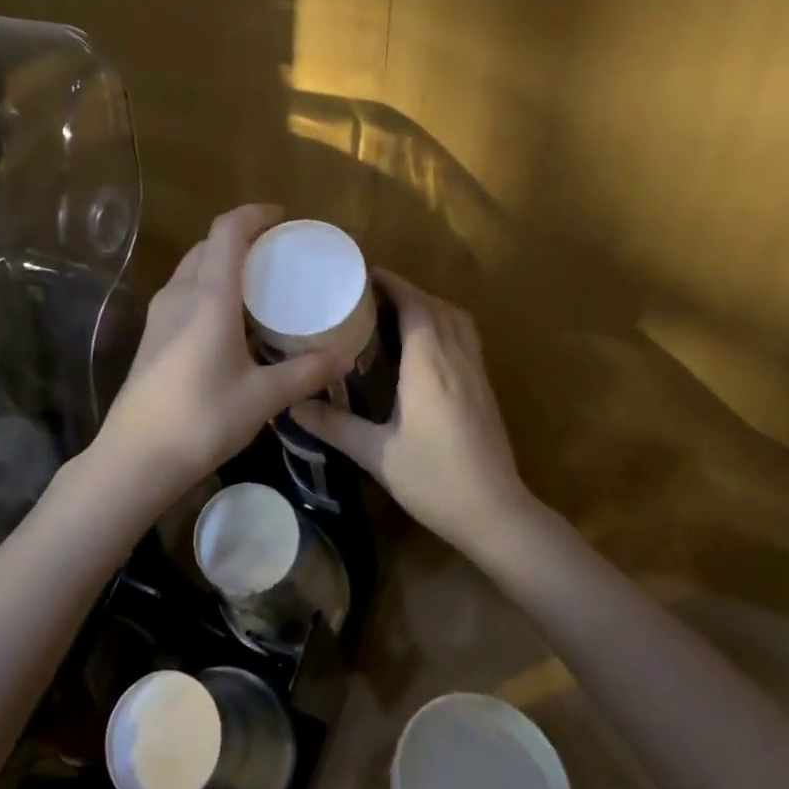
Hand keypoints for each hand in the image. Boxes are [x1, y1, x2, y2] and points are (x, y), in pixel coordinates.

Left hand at [90, 204, 348, 501]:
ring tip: (258, 283)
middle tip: (278, 253)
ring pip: (193, 268)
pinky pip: (184, 291)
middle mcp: (181, 294)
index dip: (254, 214)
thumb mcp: (263, 397)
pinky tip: (230, 319)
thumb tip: (344, 357)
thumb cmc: (202, 419)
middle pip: (209, 245)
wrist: (135, 458)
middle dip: (243, 238)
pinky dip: (210, 287)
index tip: (283, 218)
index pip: (227, 231)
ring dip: (223, 263)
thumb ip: (306, 372)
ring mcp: (160, 314)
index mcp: (209, 297)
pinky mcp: (152, 335)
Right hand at [293, 271, 534, 547]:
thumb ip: (334, 426)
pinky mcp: (484, 388)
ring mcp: (476, 372)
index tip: (364, 275)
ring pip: (456, 320)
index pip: (414, 305)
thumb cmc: (433, 479)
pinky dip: (443, 325)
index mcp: (429, 364)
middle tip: (370, 295)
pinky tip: (423, 348)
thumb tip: (293, 406)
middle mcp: (456, 357)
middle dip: (406, 292)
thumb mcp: (375, 454)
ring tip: (395, 313)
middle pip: (436, 306)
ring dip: (428, 306)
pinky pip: (465, 338)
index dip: (392, 284)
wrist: (495, 512)